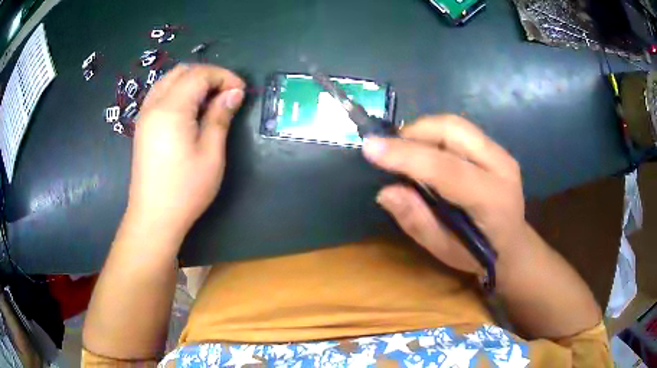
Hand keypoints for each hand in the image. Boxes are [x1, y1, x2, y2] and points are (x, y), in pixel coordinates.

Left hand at [126, 64, 245, 238]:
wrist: (154, 217)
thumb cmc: (185, 189)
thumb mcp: (211, 153)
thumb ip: (220, 117)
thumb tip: (234, 93)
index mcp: (171, 109)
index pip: (199, 75)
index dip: (223, 76)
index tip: (241, 91)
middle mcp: (154, 105)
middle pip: (182, 72)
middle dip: (208, 75)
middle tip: (226, 94)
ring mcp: (145, 115)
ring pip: (169, 80)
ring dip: (192, 81)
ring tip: (209, 100)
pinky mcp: (142, 126)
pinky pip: (160, 94)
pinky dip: (178, 91)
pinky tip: (189, 110)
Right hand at [362, 115, 525, 274]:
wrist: (513, 246)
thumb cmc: (479, 255)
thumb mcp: (444, 251)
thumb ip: (417, 221)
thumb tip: (386, 191)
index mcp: (492, 200)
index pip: (447, 169)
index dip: (407, 156)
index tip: (370, 148)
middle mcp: (501, 166)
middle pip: (453, 130)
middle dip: (414, 133)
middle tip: (389, 151)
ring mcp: (501, 152)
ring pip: (455, 124)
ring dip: (422, 131)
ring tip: (404, 151)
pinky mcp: (496, 148)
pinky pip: (459, 130)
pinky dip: (434, 134)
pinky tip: (424, 152)